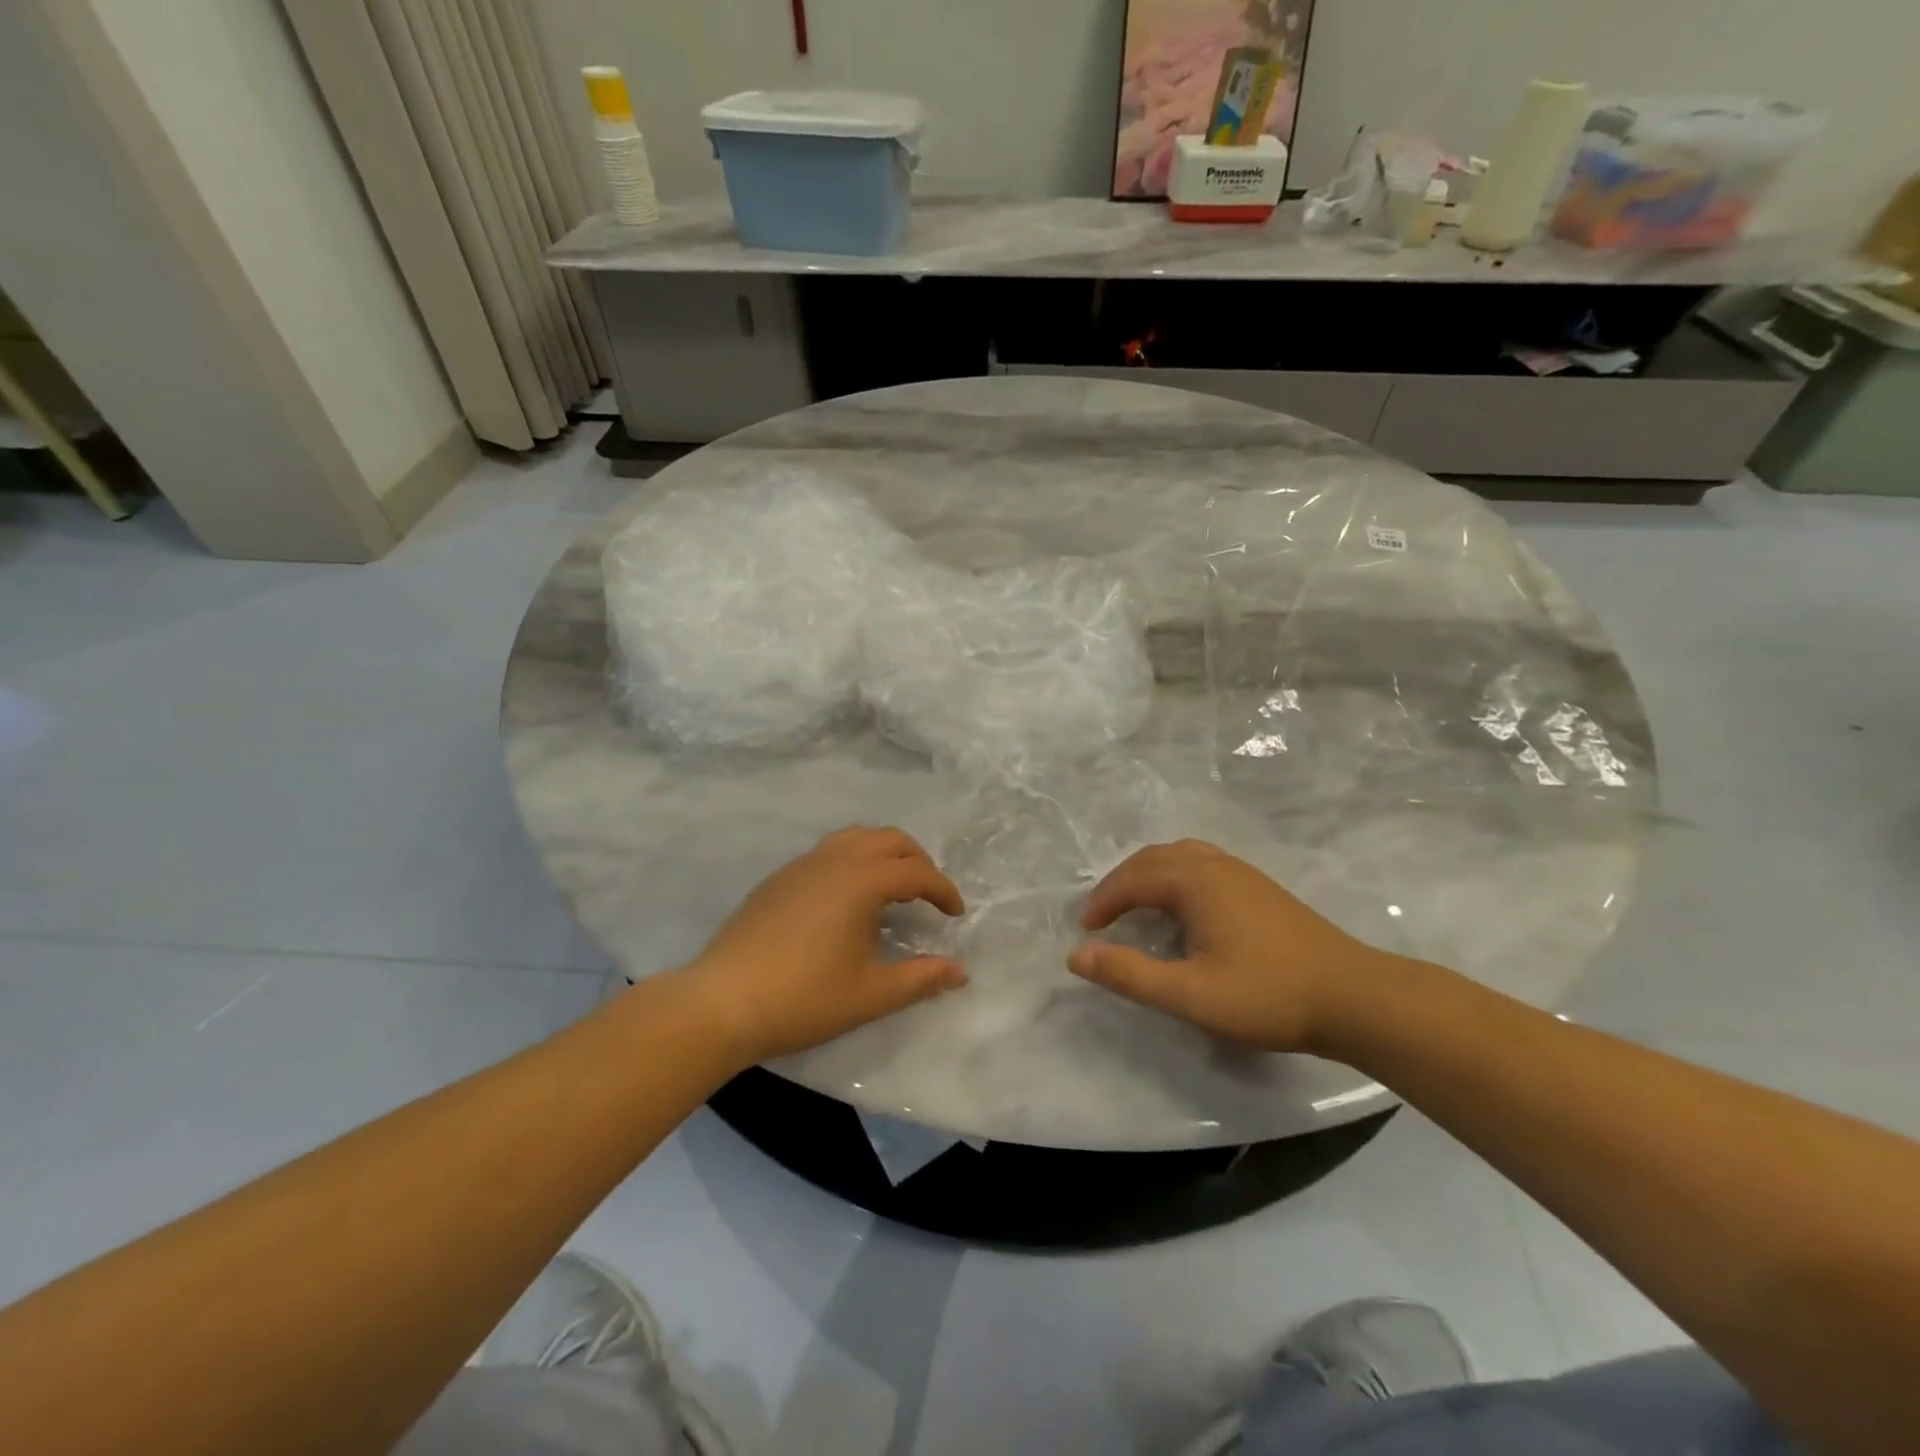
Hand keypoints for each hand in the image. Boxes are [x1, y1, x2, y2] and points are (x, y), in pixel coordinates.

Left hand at [678, 826, 966, 1065]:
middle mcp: (834, 860)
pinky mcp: (778, 878)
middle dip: (918, 862)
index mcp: (861, 881)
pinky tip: (847, 901)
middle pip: (889, 840)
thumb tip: (960, 971)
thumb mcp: (871, 995)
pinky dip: (853, 861)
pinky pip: (828, 852)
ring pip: (855, 838)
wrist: (722, 1002)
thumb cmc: (804, 998)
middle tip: (928, 897)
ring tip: (892, 890)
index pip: (916, 873)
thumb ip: (921, 978)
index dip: (943, 891)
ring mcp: (801, 865)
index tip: (955, 915)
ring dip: (884, 854)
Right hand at [1068, 839, 1387, 1053]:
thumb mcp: (1190, 994)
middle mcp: (1215, 865)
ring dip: (1149, 875)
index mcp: (1195, 881)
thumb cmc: (1268, 995)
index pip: (1132, 878)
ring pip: (1181, 856)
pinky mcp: (1261, 888)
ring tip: (1136, 905)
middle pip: (1154, 858)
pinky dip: (1175, 877)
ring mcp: (1243, 873)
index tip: (1086, 931)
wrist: (1355, 998)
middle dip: (1121, 883)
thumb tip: (1076, 955)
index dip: (1103, 902)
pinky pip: (1202, 865)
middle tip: (1103, 916)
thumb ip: (1130, 974)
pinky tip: (1184, 909)